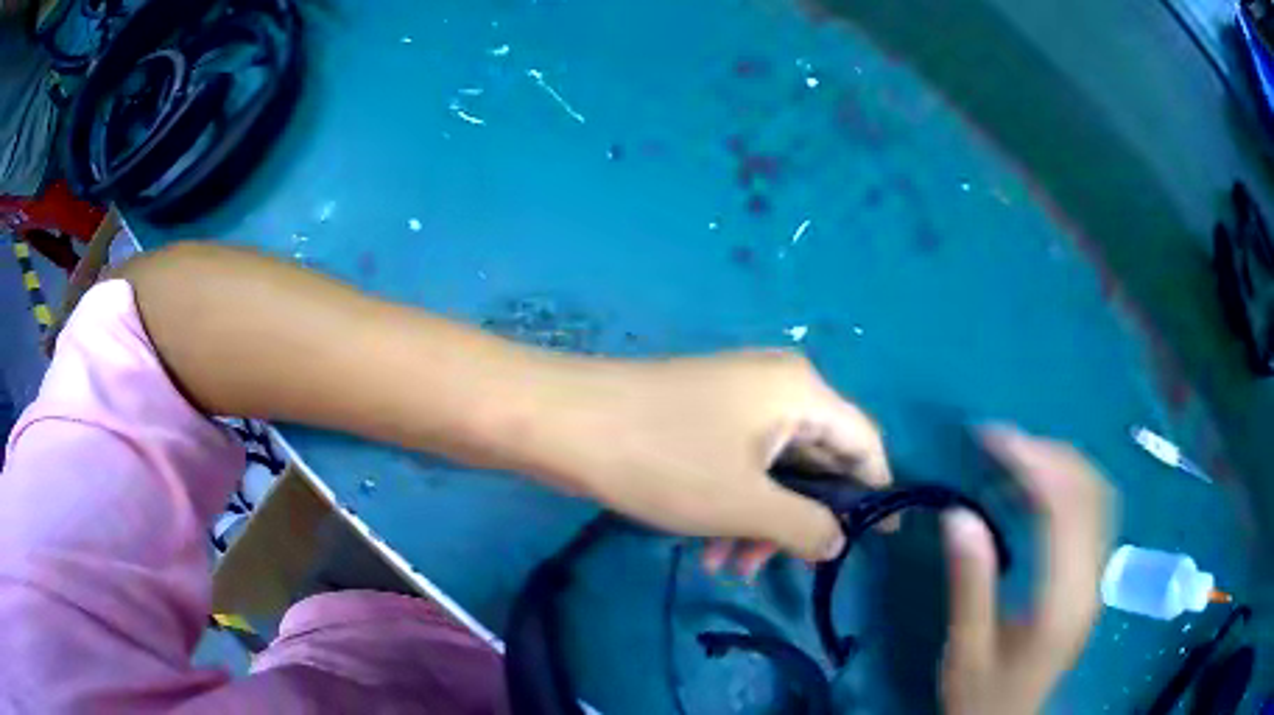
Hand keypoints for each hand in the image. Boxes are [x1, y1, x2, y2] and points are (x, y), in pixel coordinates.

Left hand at [553, 351, 889, 575]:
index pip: (865, 443)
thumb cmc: (664, 459)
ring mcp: (736, 398)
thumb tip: (840, 541)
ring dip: (761, 521)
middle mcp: (777, 387)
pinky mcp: (702, 414)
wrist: (564, 421)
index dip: (876, 492)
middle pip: (817, 459)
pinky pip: (739, 463)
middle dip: (802, 519)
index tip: (875, 541)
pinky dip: (734, 504)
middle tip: (783, 567)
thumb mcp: (745, 504)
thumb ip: (806, 526)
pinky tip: (706, 547)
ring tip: (729, 566)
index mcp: (801, 393)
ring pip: (773, 469)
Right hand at [940, 426, 1113, 714]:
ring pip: (1098, 495)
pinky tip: (1039, 490)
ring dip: (1061, 465)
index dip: (1032, 461)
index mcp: (1062, 600)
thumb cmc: (984, 696)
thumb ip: (970, 584)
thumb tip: (959, 513)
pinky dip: (1069, 486)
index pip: (1063, 508)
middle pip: (1089, 491)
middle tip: (999, 443)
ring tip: (1016, 458)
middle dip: (1047, 454)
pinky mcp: (1094, 577)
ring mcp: (1098, 576)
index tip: (990, 438)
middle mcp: (1092, 580)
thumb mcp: (967, 650)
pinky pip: (1094, 512)